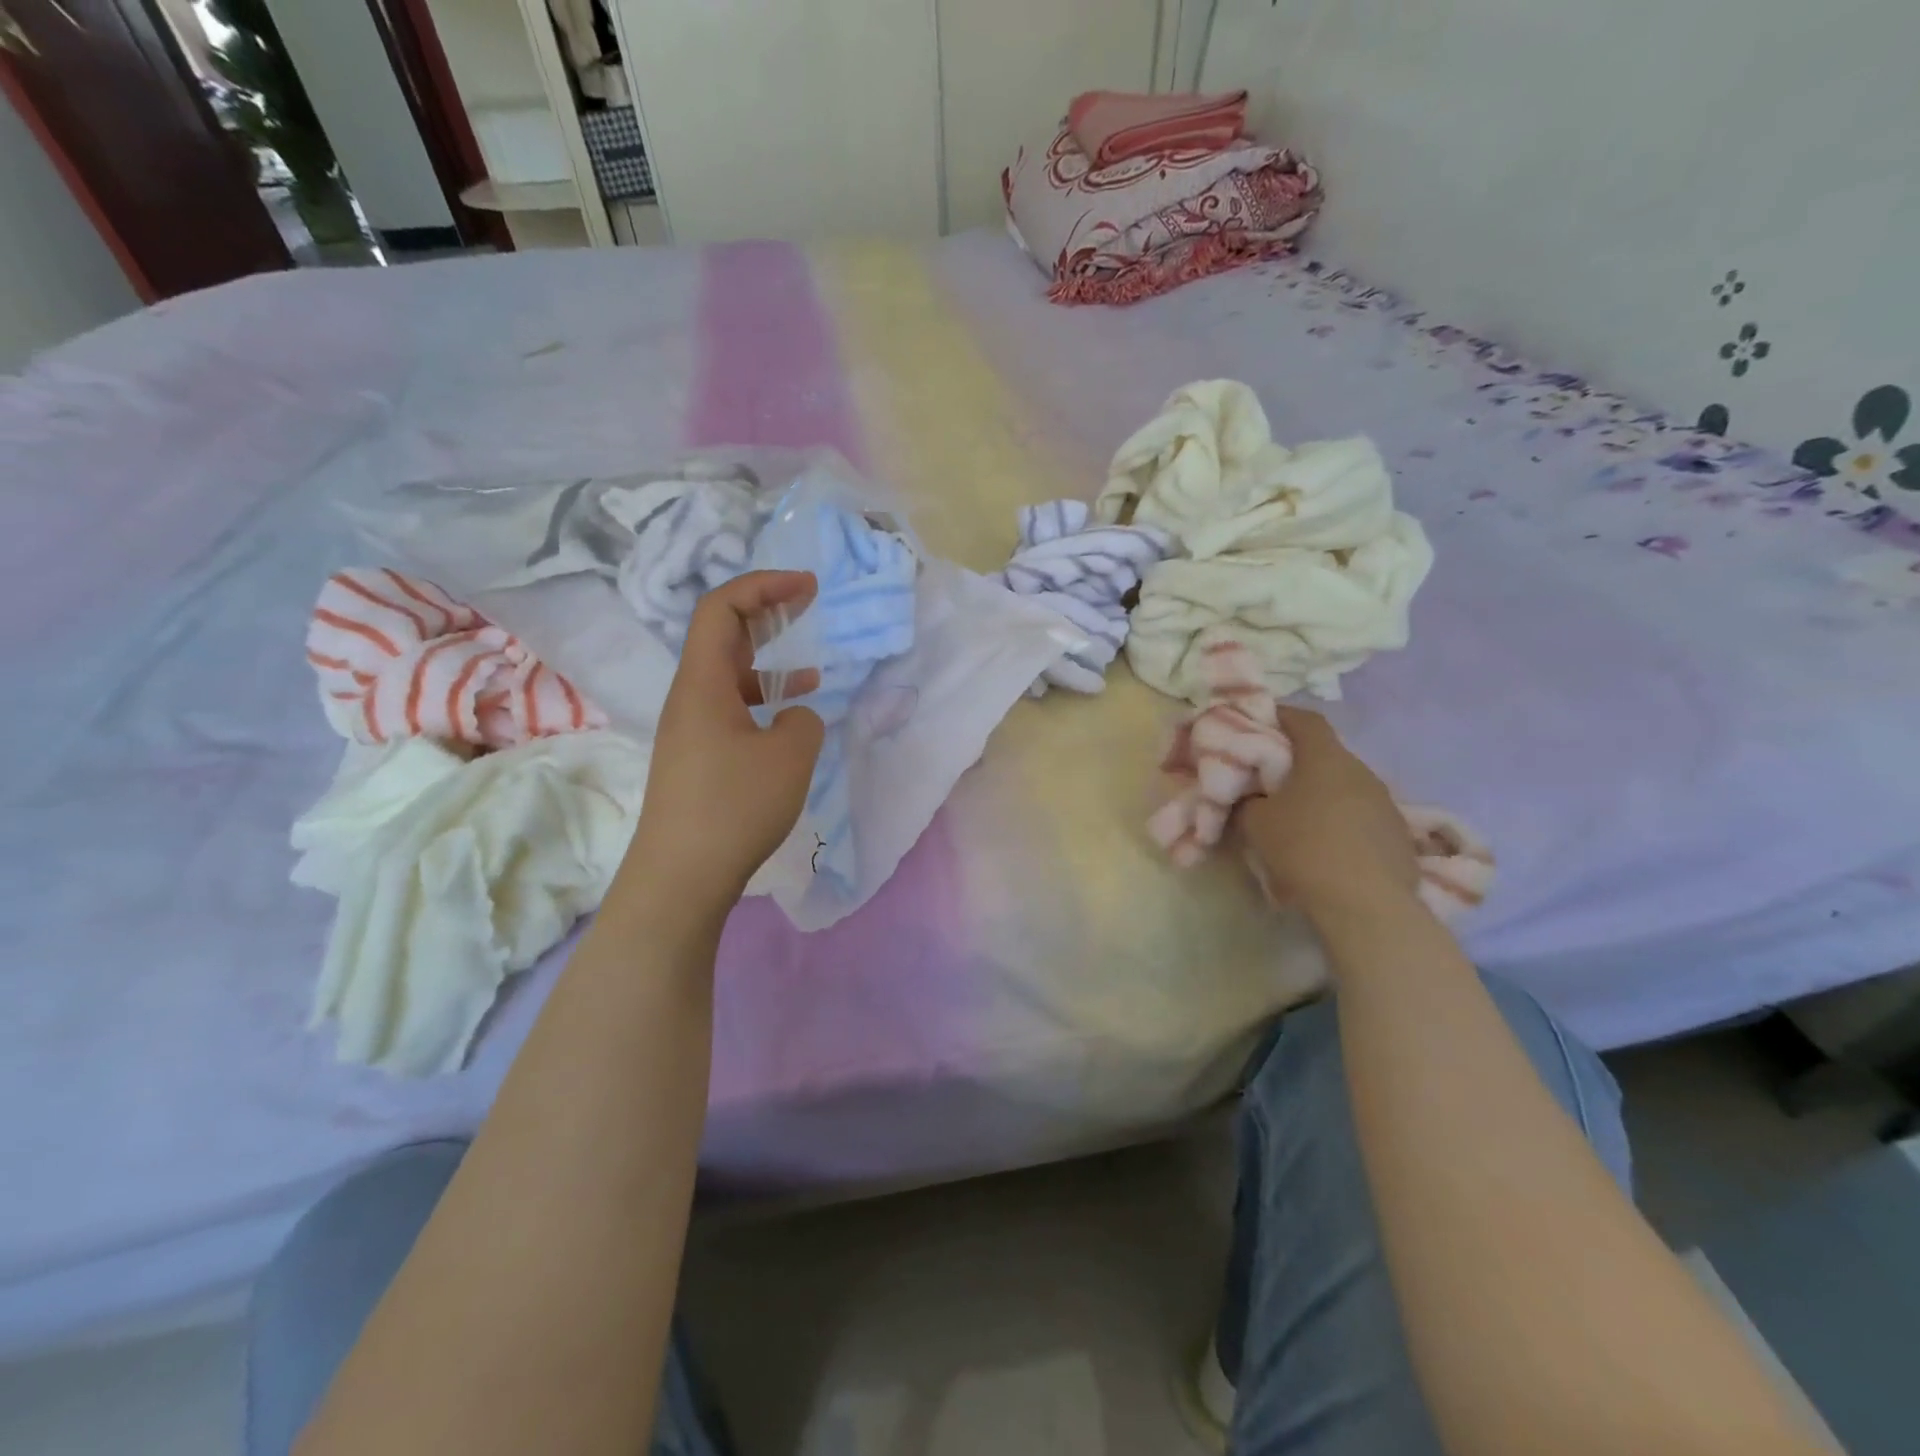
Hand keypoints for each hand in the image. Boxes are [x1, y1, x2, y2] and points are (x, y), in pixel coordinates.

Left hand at [630, 571, 824, 909]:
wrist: (681, 876)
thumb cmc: (734, 806)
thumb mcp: (790, 755)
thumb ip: (804, 720)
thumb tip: (794, 716)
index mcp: (703, 682)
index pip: (721, 608)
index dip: (763, 585)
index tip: (807, 586)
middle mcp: (690, 696)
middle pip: (721, 633)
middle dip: (765, 610)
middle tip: (807, 601)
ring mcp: (690, 728)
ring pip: (728, 673)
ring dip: (768, 659)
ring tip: (811, 667)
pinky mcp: (697, 757)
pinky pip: (731, 708)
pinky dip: (763, 699)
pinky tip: (790, 719)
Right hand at [1234, 707, 1417, 918]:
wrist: (1366, 903)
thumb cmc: (1304, 848)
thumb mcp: (1255, 822)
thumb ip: (1249, 800)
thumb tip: (1252, 797)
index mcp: (1325, 757)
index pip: (1304, 719)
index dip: (1280, 716)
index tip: (1259, 724)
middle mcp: (1361, 770)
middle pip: (1325, 754)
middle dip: (1298, 762)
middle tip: (1270, 779)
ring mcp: (1385, 802)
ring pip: (1345, 786)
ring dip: (1321, 794)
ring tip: (1297, 818)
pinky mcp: (1398, 834)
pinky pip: (1360, 816)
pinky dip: (1340, 822)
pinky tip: (1325, 846)